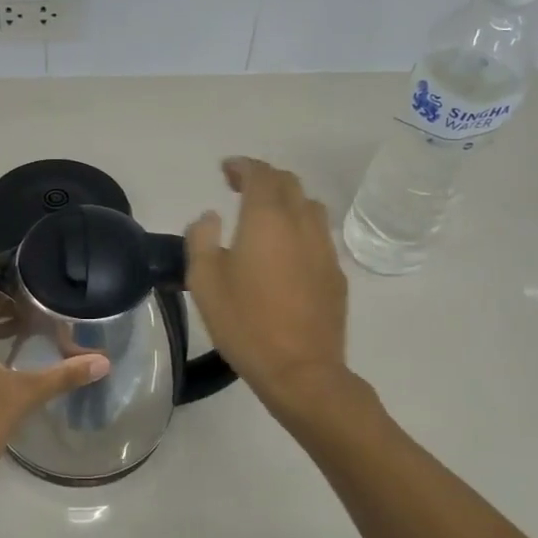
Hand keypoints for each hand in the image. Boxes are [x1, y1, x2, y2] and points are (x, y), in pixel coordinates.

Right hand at [186, 157, 349, 412]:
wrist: (301, 371)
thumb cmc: (245, 323)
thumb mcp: (205, 281)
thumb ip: (201, 239)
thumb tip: (210, 217)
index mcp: (267, 219)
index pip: (260, 174)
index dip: (243, 166)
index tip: (226, 169)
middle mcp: (301, 224)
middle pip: (289, 183)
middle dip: (263, 178)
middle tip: (240, 187)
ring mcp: (324, 249)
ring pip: (309, 206)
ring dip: (286, 200)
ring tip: (265, 215)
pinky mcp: (336, 274)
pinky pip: (318, 235)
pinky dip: (299, 227)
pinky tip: (285, 251)